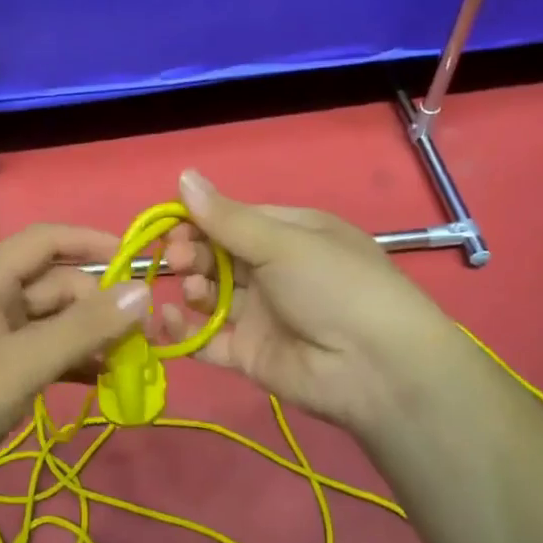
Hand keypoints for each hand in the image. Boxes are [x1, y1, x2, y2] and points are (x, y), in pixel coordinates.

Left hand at [0, 224, 151, 512]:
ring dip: (88, 336)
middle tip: (141, 338)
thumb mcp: (23, 363)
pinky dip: (69, 362)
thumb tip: (142, 290)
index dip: (92, 242)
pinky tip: (99, 381)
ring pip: (51, 322)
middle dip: (99, 304)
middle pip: (55, 284)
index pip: (47, 240)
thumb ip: (84, 327)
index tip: (138, 262)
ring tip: (129, 362)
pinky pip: (39, 353)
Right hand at [160, 171, 466, 441]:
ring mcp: (261, 314)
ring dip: (192, 288)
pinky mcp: (248, 353)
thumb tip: (183, 176)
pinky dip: (184, 331)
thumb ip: (227, 218)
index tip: (170, 225)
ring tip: (195, 291)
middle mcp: (273, 270)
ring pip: (211, 295)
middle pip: (217, 256)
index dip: (198, 220)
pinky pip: (207, 338)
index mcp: (290, 234)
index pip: (232, 219)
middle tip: (178, 259)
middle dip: (192, 253)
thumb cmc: (334, 285)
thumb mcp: (283, 243)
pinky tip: (167, 320)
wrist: (375, 367)